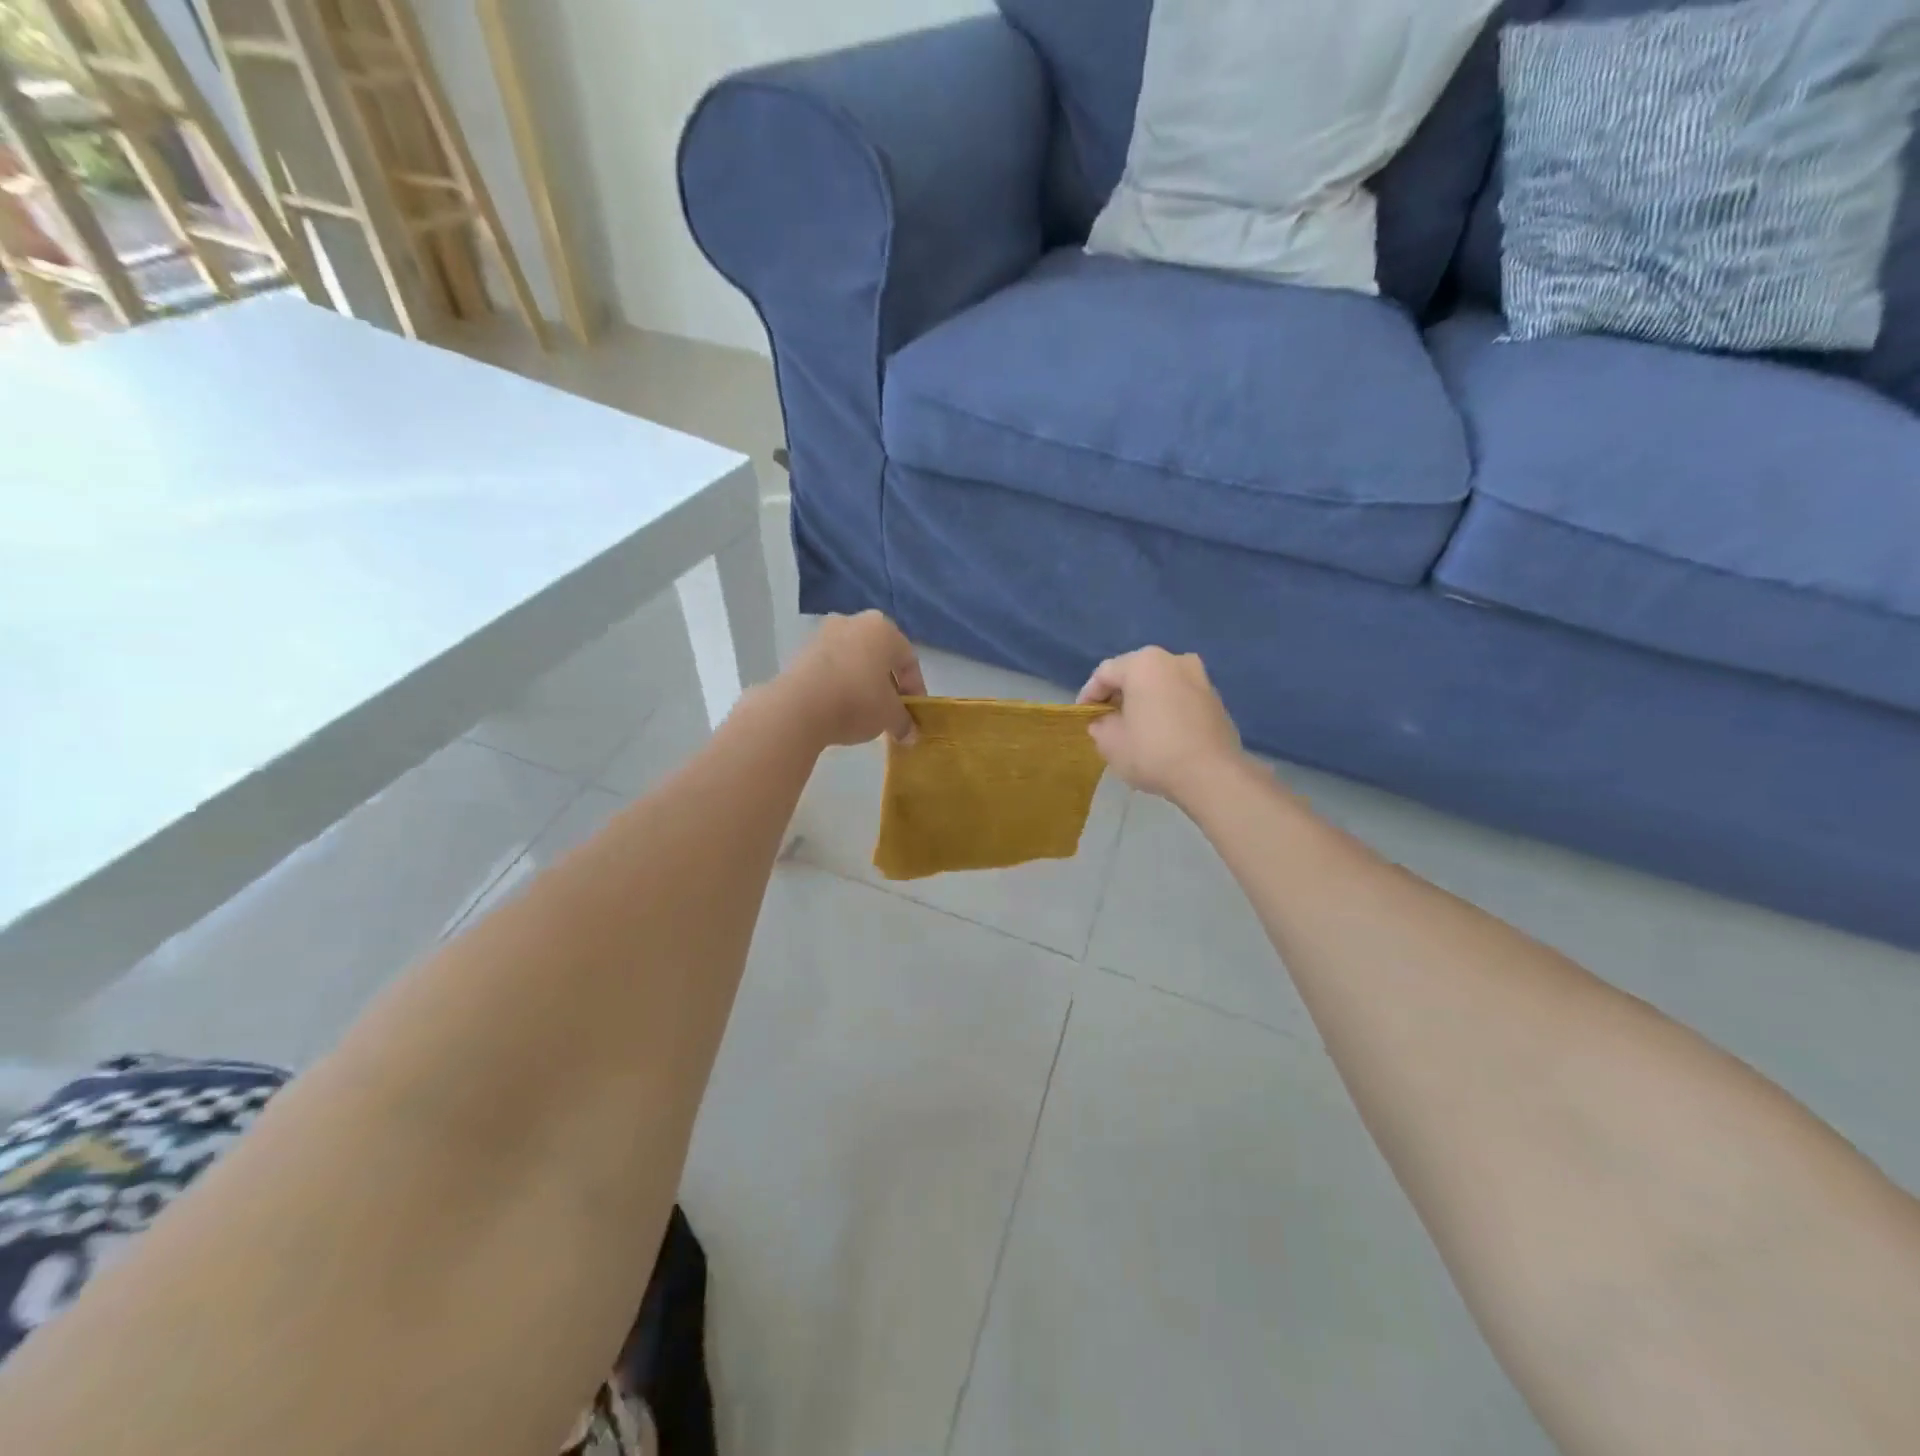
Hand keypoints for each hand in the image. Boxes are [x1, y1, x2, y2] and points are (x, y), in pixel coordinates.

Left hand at [782, 611, 925, 747]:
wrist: (798, 706)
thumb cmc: (857, 701)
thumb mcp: (889, 716)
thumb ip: (904, 722)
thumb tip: (910, 734)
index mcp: (884, 629)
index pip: (909, 660)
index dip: (915, 690)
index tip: (913, 714)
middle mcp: (855, 622)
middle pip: (880, 656)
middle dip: (887, 683)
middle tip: (889, 710)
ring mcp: (824, 633)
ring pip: (854, 659)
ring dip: (862, 682)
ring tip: (863, 711)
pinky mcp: (801, 650)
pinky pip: (831, 666)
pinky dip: (839, 683)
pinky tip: (838, 706)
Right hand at [1077, 648, 1243, 804]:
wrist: (1212, 775)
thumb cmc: (1153, 752)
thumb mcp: (1110, 743)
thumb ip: (1100, 725)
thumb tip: (1105, 722)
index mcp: (1144, 663)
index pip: (1105, 673)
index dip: (1088, 694)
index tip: (1082, 715)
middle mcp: (1174, 660)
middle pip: (1135, 673)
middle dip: (1118, 695)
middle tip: (1106, 719)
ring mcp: (1200, 677)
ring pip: (1160, 684)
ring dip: (1143, 701)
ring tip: (1133, 727)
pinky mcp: (1216, 698)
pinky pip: (1180, 697)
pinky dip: (1166, 708)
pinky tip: (1160, 733)